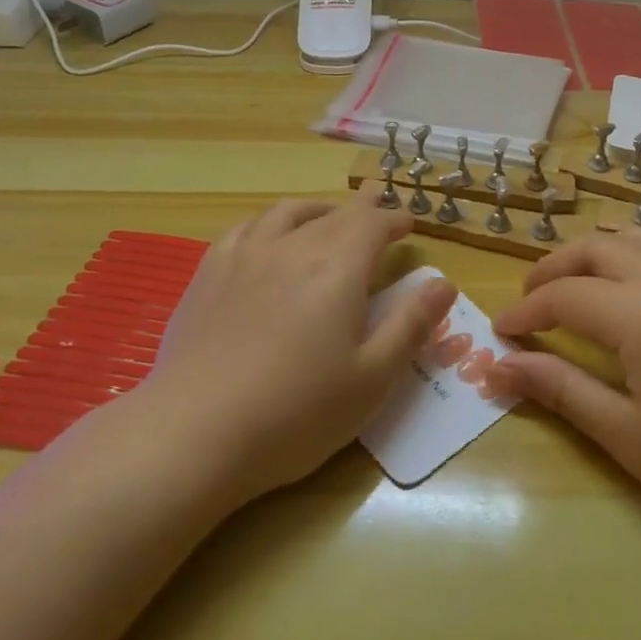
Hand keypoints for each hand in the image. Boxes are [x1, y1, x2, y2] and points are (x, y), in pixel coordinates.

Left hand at [144, 199, 456, 505]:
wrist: (196, 431)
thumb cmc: (297, 412)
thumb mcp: (372, 378)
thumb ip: (411, 325)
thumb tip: (444, 283)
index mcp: (338, 268)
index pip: (373, 224)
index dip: (393, 220)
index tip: (407, 223)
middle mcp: (294, 247)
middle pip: (334, 214)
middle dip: (362, 209)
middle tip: (377, 208)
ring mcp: (246, 255)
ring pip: (288, 212)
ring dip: (318, 208)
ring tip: (328, 215)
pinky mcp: (210, 273)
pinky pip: (246, 228)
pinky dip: (269, 222)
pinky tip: (267, 236)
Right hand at [493, 231, 640, 560]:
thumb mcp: (627, 435)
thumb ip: (561, 389)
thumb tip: (499, 366)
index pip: (565, 296)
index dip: (526, 312)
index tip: (501, 334)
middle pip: (597, 248)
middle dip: (555, 268)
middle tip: (532, 301)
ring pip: (639, 236)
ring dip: (598, 251)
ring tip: (579, 284)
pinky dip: (638, 254)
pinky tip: (637, 291)